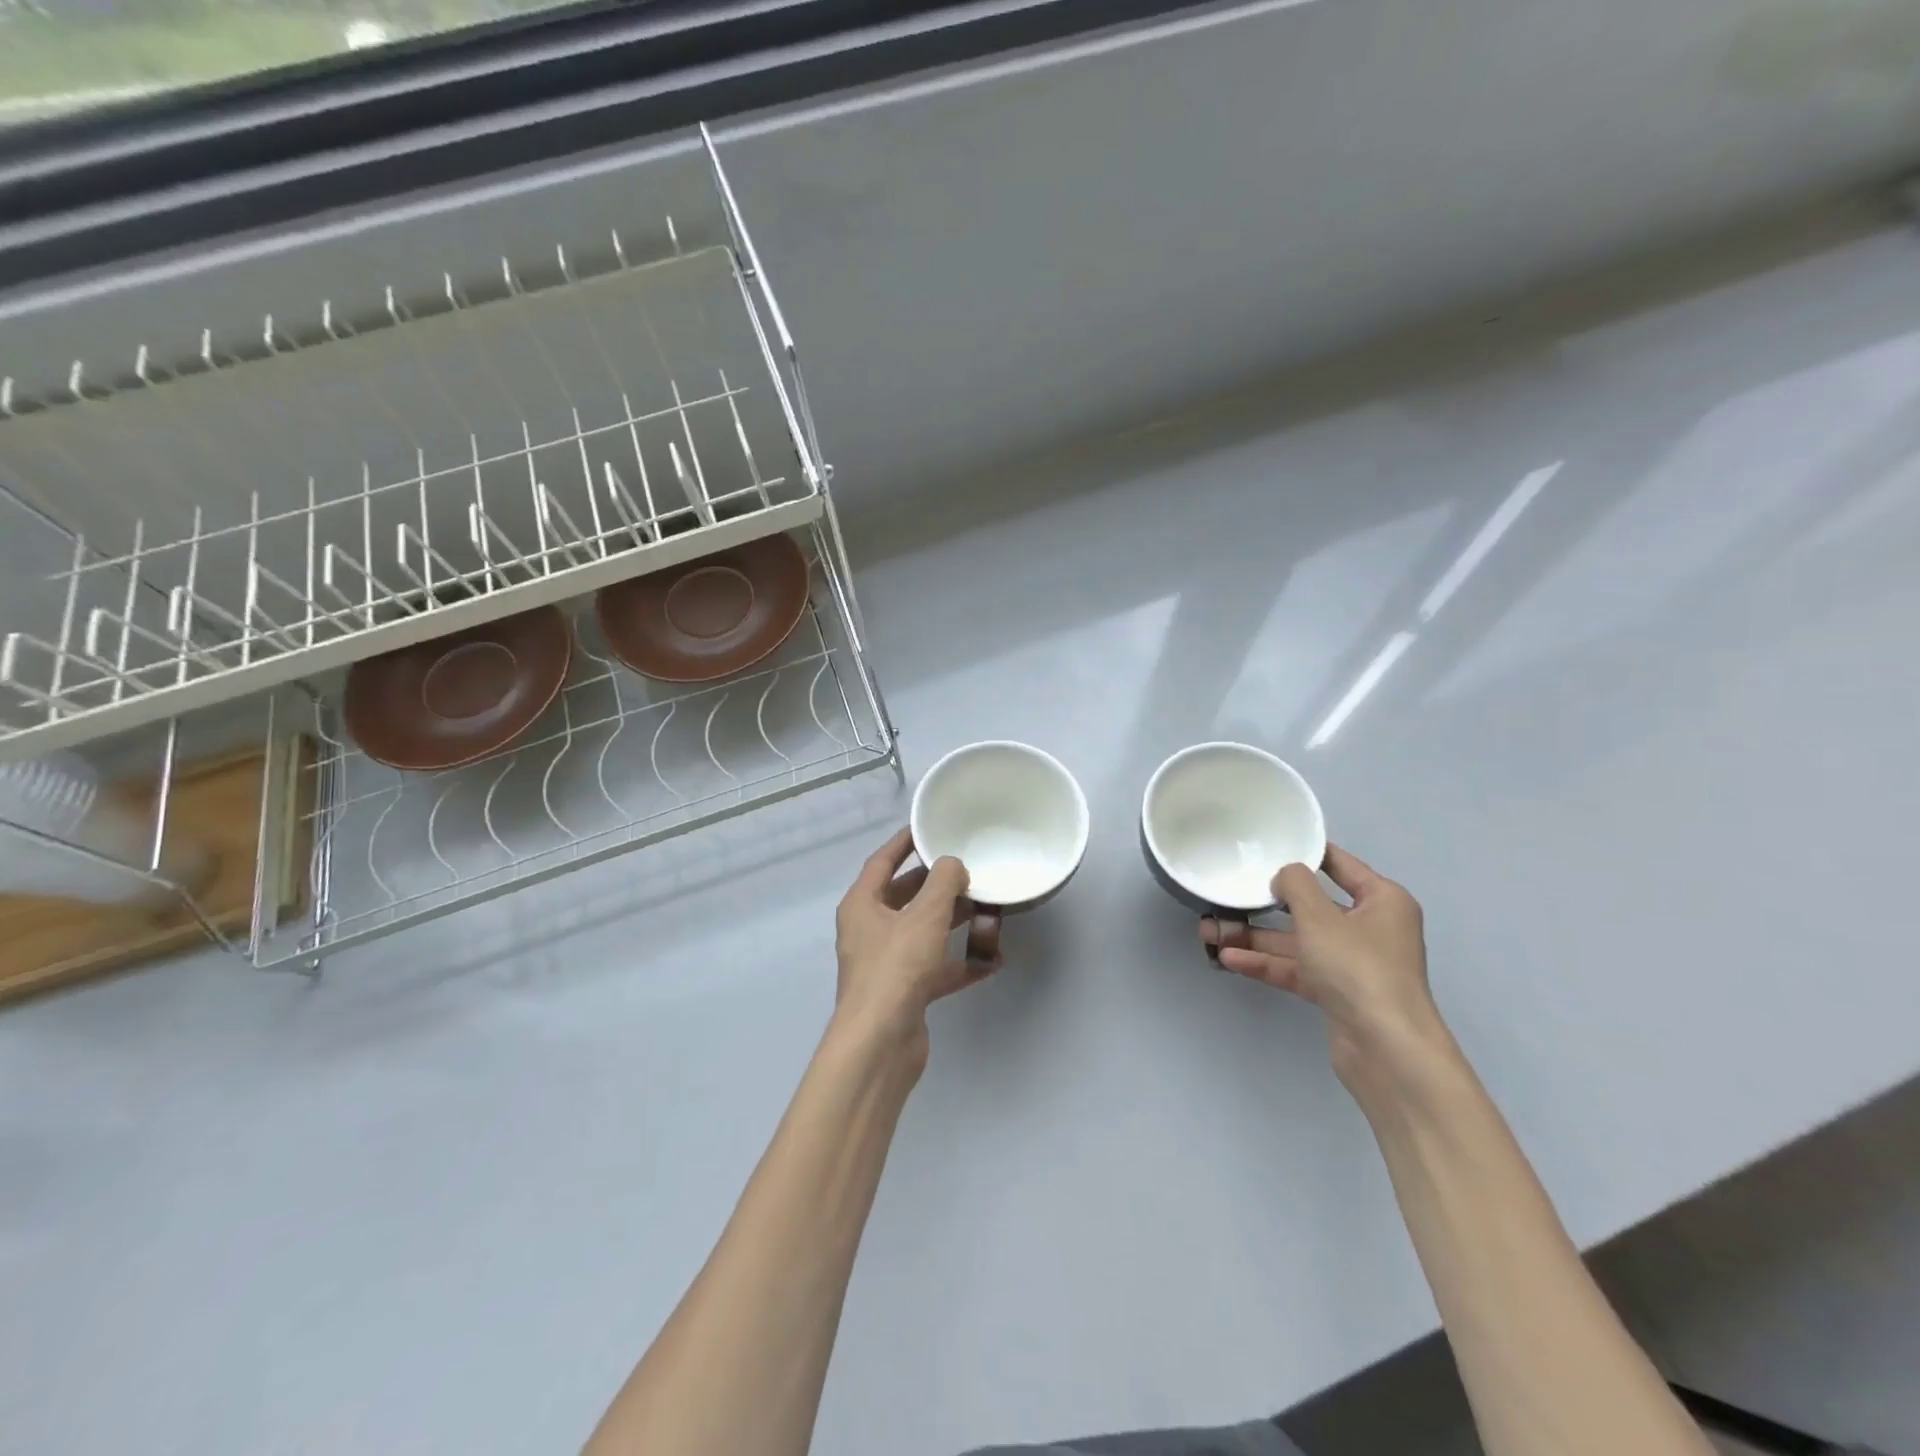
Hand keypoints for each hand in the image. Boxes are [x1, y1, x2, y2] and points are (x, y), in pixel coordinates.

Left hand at [834, 828, 996, 1067]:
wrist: (881, 1044)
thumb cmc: (896, 968)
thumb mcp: (925, 915)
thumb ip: (944, 882)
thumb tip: (954, 866)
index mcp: (862, 905)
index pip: (882, 861)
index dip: (904, 842)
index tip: (928, 828)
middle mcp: (870, 930)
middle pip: (905, 897)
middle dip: (937, 885)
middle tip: (969, 870)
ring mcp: (887, 963)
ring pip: (923, 932)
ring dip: (953, 922)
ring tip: (987, 909)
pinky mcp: (905, 992)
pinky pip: (936, 968)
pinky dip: (959, 962)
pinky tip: (992, 960)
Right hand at [1200, 844, 1445, 1087]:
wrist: (1386, 1049)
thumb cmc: (1358, 968)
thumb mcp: (1320, 916)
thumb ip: (1296, 885)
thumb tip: (1284, 876)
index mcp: (1381, 900)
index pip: (1339, 864)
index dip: (1305, 853)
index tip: (1269, 844)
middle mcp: (1369, 928)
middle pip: (1310, 907)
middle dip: (1265, 904)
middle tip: (1227, 894)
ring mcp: (1351, 963)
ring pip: (1296, 941)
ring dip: (1255, 937)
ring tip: (1210, 930)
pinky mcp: (1336, 992)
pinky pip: (1295, 969)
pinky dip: (1265, 962)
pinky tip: (1228, 958)